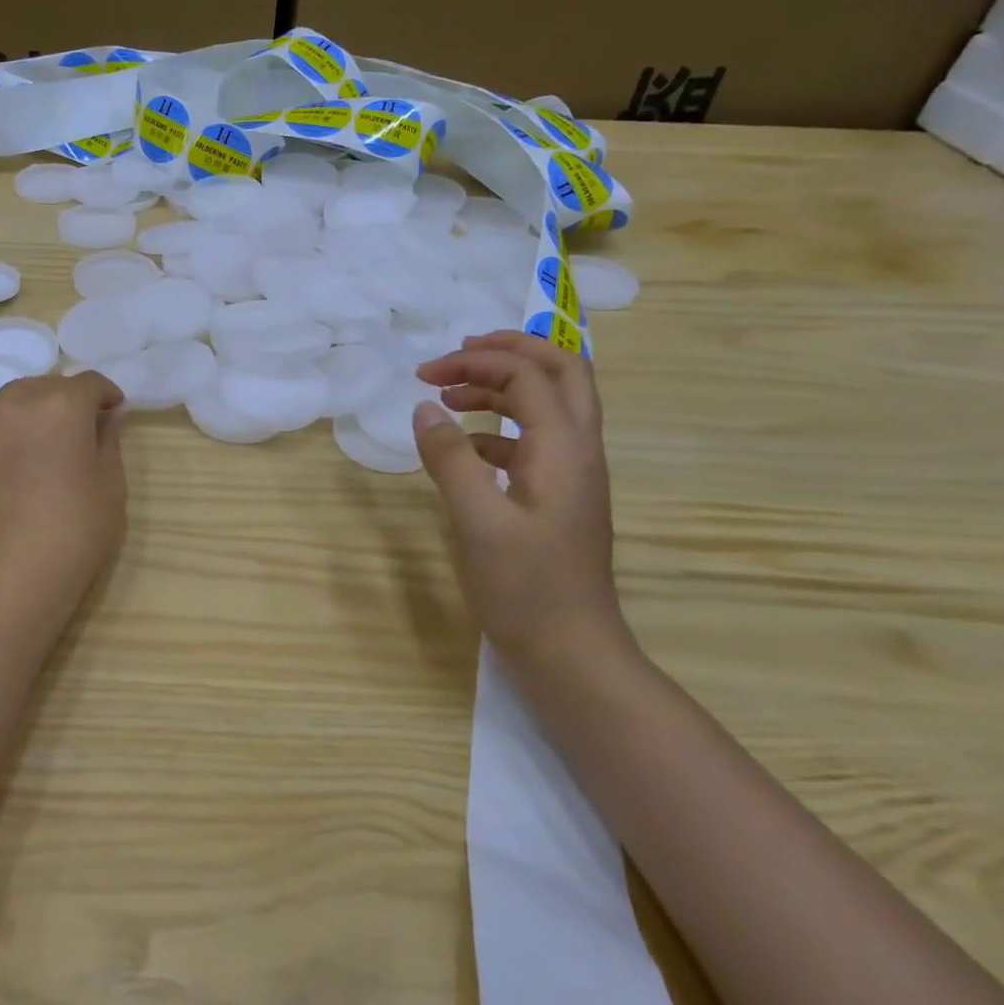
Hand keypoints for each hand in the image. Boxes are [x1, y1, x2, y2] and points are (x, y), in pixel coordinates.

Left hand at [0, 359, 128, 610]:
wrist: (18, 575)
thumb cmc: (78, 530)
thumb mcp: (111, 485)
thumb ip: (109, 440)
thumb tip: (110, 412)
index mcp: (65, 406)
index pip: (91, 385)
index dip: (107, 397)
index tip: (115, 414)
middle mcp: (23, 402)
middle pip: (52, 387)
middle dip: (73, 401)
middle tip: (86, 430)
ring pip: (15, 394)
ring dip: (36, 399)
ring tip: (48, 420)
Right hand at [412, 332, 623, 663]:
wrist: (572, 653)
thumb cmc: (525, 587)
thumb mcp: (477, 520)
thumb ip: (450, 458)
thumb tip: (425, 407)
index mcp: (564, 447)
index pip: (527, 375)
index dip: (475, 363)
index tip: (424, 376)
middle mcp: (579, 450)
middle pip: (562, 371)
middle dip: (511, 351)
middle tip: (460, 353)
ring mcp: (574, 474)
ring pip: (550, 404)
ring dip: (504, 387)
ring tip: (451, 395)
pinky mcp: (561, 497)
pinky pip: (536, 441)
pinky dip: (501, 429)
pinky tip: (465, 449)